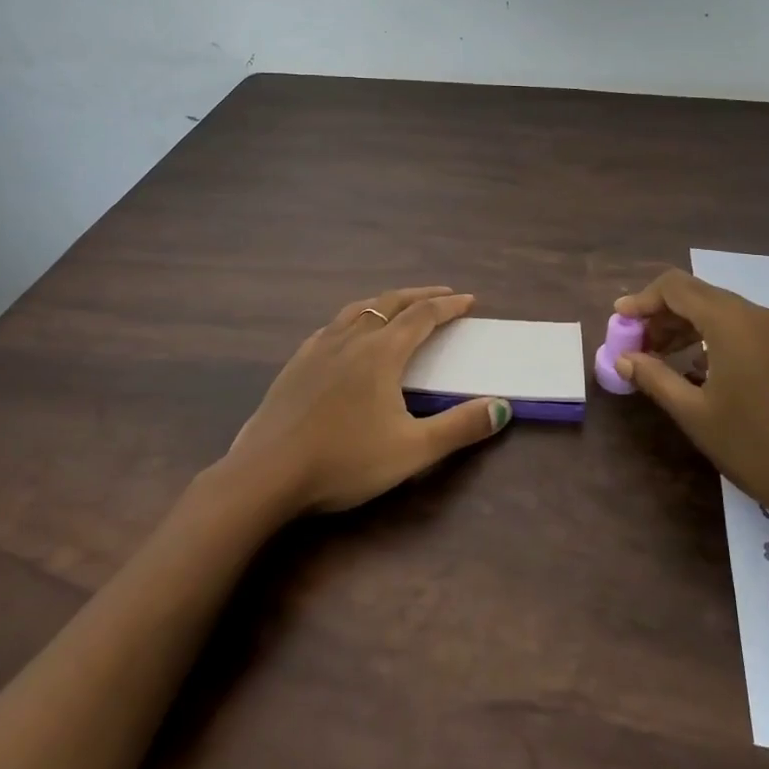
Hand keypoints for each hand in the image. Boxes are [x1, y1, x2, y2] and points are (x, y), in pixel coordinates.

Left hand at [222, 286, 510, 515]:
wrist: (266, 474)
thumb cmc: (345, 461)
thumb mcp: (412, 450)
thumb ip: (460, 427)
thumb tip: (502, 407)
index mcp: (382, 352)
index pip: (423, 316)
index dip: (449, 306)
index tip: (469, 300)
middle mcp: (351, 338)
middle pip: (391, 302)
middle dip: (420, 295)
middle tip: (442, 294)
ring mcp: (318, 347)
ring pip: (358, 309)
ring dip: (386, 302)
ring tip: (399, 305)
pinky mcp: (296, 363)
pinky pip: (333, 326)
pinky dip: (355, 318)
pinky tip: (348, 334)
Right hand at [613, 269, 768, 541]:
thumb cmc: (759, 448)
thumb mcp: (696, 415)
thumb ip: (655, 378)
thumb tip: (623, 358)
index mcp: (732, 323)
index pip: (676, 287)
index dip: (642, 300)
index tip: (619, 322)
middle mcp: (756, 315)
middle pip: (697, 295)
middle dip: (661, 315)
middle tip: (635, 346)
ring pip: (720, 311)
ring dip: (685, 327)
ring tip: (659, 359)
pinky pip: (741, 328)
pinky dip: (711, 338)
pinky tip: (697, 370)